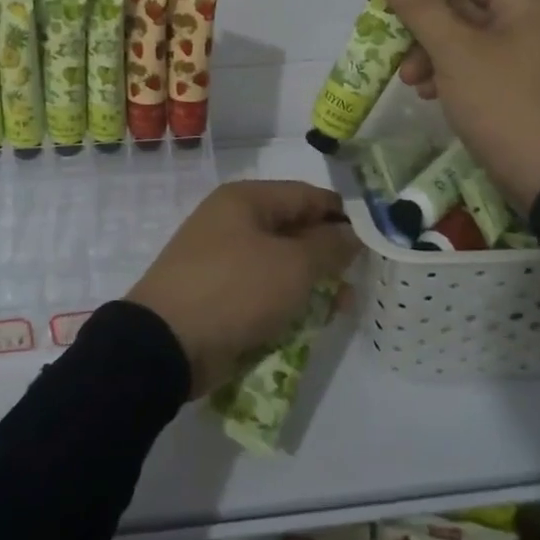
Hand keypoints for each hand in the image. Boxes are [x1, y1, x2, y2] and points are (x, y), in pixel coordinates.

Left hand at [125, 181, 359, 398]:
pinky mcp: (217, 293)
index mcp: (245, 200)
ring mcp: (221, 258)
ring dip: (311, 282)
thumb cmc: (235, 289)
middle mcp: (232, 221)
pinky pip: (262, 289)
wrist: (166, 343)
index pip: (305, 195)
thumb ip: (328, 247)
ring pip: (279, 263)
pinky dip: (286, 300)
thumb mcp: (292, 266)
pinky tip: (310, 321)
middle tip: (360, 279)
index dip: (341, 215)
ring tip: (342, 307)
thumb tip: (351, 233)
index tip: (374, 240)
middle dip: (328, 253)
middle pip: (293, 229)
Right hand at [373, 0, 539, 210]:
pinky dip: (449, 72)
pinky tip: (427, 94)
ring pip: (467, 36)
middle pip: (465, 1)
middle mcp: (532, 21)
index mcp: (526, 1)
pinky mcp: (522, 87)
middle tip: (388, 42)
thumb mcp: (455, 51)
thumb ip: (418, 3)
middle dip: (422, 22)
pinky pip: (478, 64)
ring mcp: (529, 56)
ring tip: (407, 79)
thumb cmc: (505, 105)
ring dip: (430, 51)